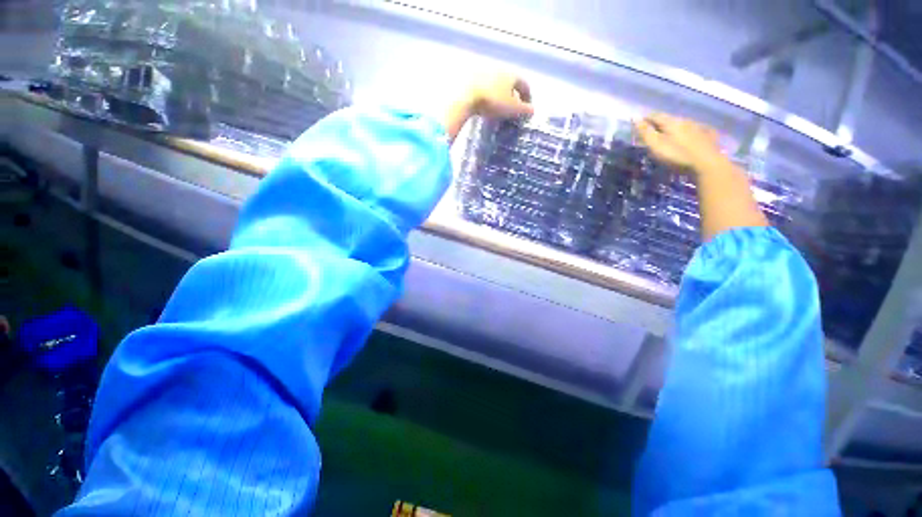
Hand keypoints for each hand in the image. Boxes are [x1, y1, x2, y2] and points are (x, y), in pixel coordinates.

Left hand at [444, 73, 532, 141]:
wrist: (465, 95)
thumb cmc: (493, 102)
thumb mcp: (511, 109)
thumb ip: (524, 110)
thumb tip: (533, 110)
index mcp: (512, 74)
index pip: (524, 85)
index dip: (527, 97)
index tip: (527, 107)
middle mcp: (500, 68)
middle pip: (510, 82)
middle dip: (513, 94)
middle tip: (512, 107)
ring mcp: (485, 70)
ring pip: (497, 83)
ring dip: (500, 93)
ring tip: (498, 107)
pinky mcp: (472, 76)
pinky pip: (485, 86)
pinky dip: (488, 93)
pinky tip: (485, 103)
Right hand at [634, 114, 722, 172]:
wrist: (707, 162)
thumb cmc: (677, 155)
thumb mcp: (656, 145)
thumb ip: (645, 132)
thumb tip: (635, 117)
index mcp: (671, 122)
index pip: (655, 115)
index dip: (646, 118)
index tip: (639, 122)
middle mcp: (685, 120)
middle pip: (669, 119)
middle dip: (660, 122)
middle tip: (652, 128)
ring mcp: (698, 127)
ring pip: (682, 123)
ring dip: (674, 127)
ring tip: (669, 133)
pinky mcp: (707, 135)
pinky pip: (695, 129)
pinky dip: (688, 131)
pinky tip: (690, 135)